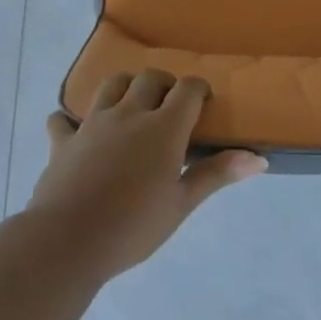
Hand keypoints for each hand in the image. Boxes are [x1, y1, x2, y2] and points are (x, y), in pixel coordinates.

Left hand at [30, 70, 266, 278]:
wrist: (67, 240)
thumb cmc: (134, 225)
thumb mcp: (182, 203)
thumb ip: (216, 174)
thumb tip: (258, 158)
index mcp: (163, 127)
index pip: (188, 89)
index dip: (199, 90)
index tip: (204, 103)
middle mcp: (128, 114)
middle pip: (150, 79)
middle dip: (165, 84)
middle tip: (171, 107)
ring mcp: (92, 123)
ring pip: (111, 85)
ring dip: (125, 88)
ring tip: (132, 107)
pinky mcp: (63, 140)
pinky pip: (63, 119)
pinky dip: (71, 120)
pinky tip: (77, 132)